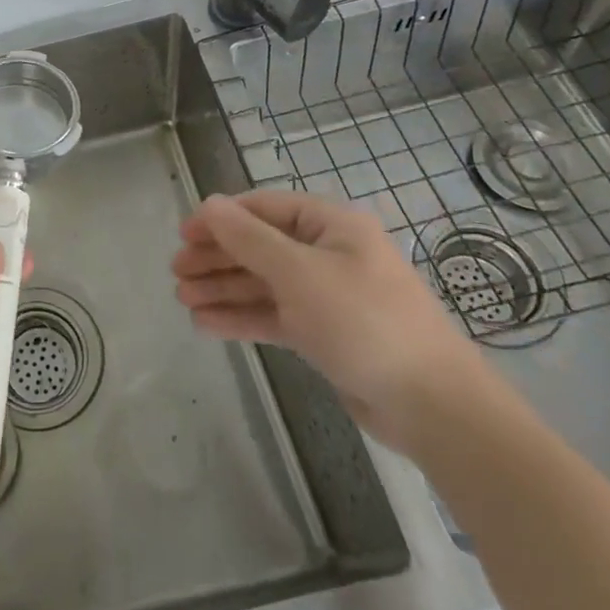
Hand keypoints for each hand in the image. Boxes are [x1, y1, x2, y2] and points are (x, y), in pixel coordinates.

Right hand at [172, 190, 485, 453]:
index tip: (184, 233)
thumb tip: (209, 204)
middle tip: (176, 271)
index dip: (221, 218)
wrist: (432, 405)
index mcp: (330, 225)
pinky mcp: (325, 334)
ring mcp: (326, 295)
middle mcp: (327, 254)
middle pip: (260, 246)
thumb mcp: (299, 273)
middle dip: (217, 257)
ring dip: (224, 288)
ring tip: (182, 298)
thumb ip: (248, 238)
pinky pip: (274, 316)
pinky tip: (206, 324)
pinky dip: (242, 317)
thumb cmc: (364, 322)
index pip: (264, 208)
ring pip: (263, 283)